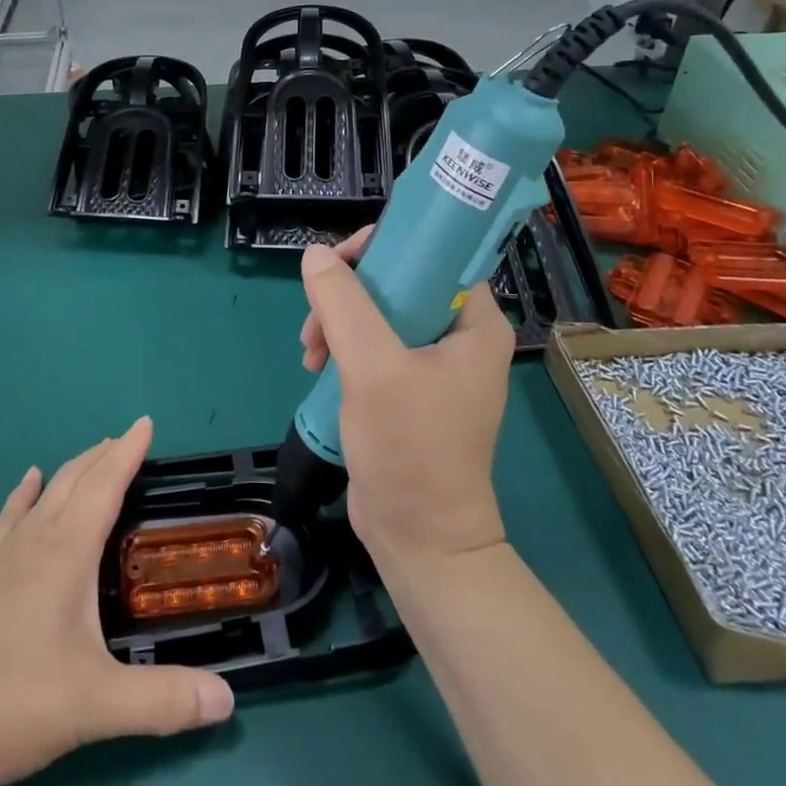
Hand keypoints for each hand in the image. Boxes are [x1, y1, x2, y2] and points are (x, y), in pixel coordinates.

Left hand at [0, 419, 233, 785]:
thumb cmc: (13, 701)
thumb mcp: (97, 705)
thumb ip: (164, 700)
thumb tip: (228, 700)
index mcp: (67, 552)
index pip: (105, 485)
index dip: (128, 452)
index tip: (145, 422)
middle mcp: (35, 540)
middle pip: (76, 480)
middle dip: (104, 455)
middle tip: (128, 440)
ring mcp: (2, 556)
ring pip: (45, 495)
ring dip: (73, 471)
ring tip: (92, 457)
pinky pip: (10, 518)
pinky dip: (26, 495)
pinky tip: (28, 484)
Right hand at [299, 229, 513, 568]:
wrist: (419, 539)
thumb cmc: (410, 449)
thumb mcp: (373, 368)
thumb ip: (343, 304)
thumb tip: (314, 254)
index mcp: (474, 323)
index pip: (434, 255)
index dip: (386, 246)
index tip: (341, 263)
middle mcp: (459, 336)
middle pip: (399, 281)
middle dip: (349, 292)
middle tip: (316, 318)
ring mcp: (433, 364)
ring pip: (378, 312)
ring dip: (338, 321)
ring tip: (310, 353)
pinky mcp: (409, 387)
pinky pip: (372, 343)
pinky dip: (342, 347)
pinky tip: (317, 366)